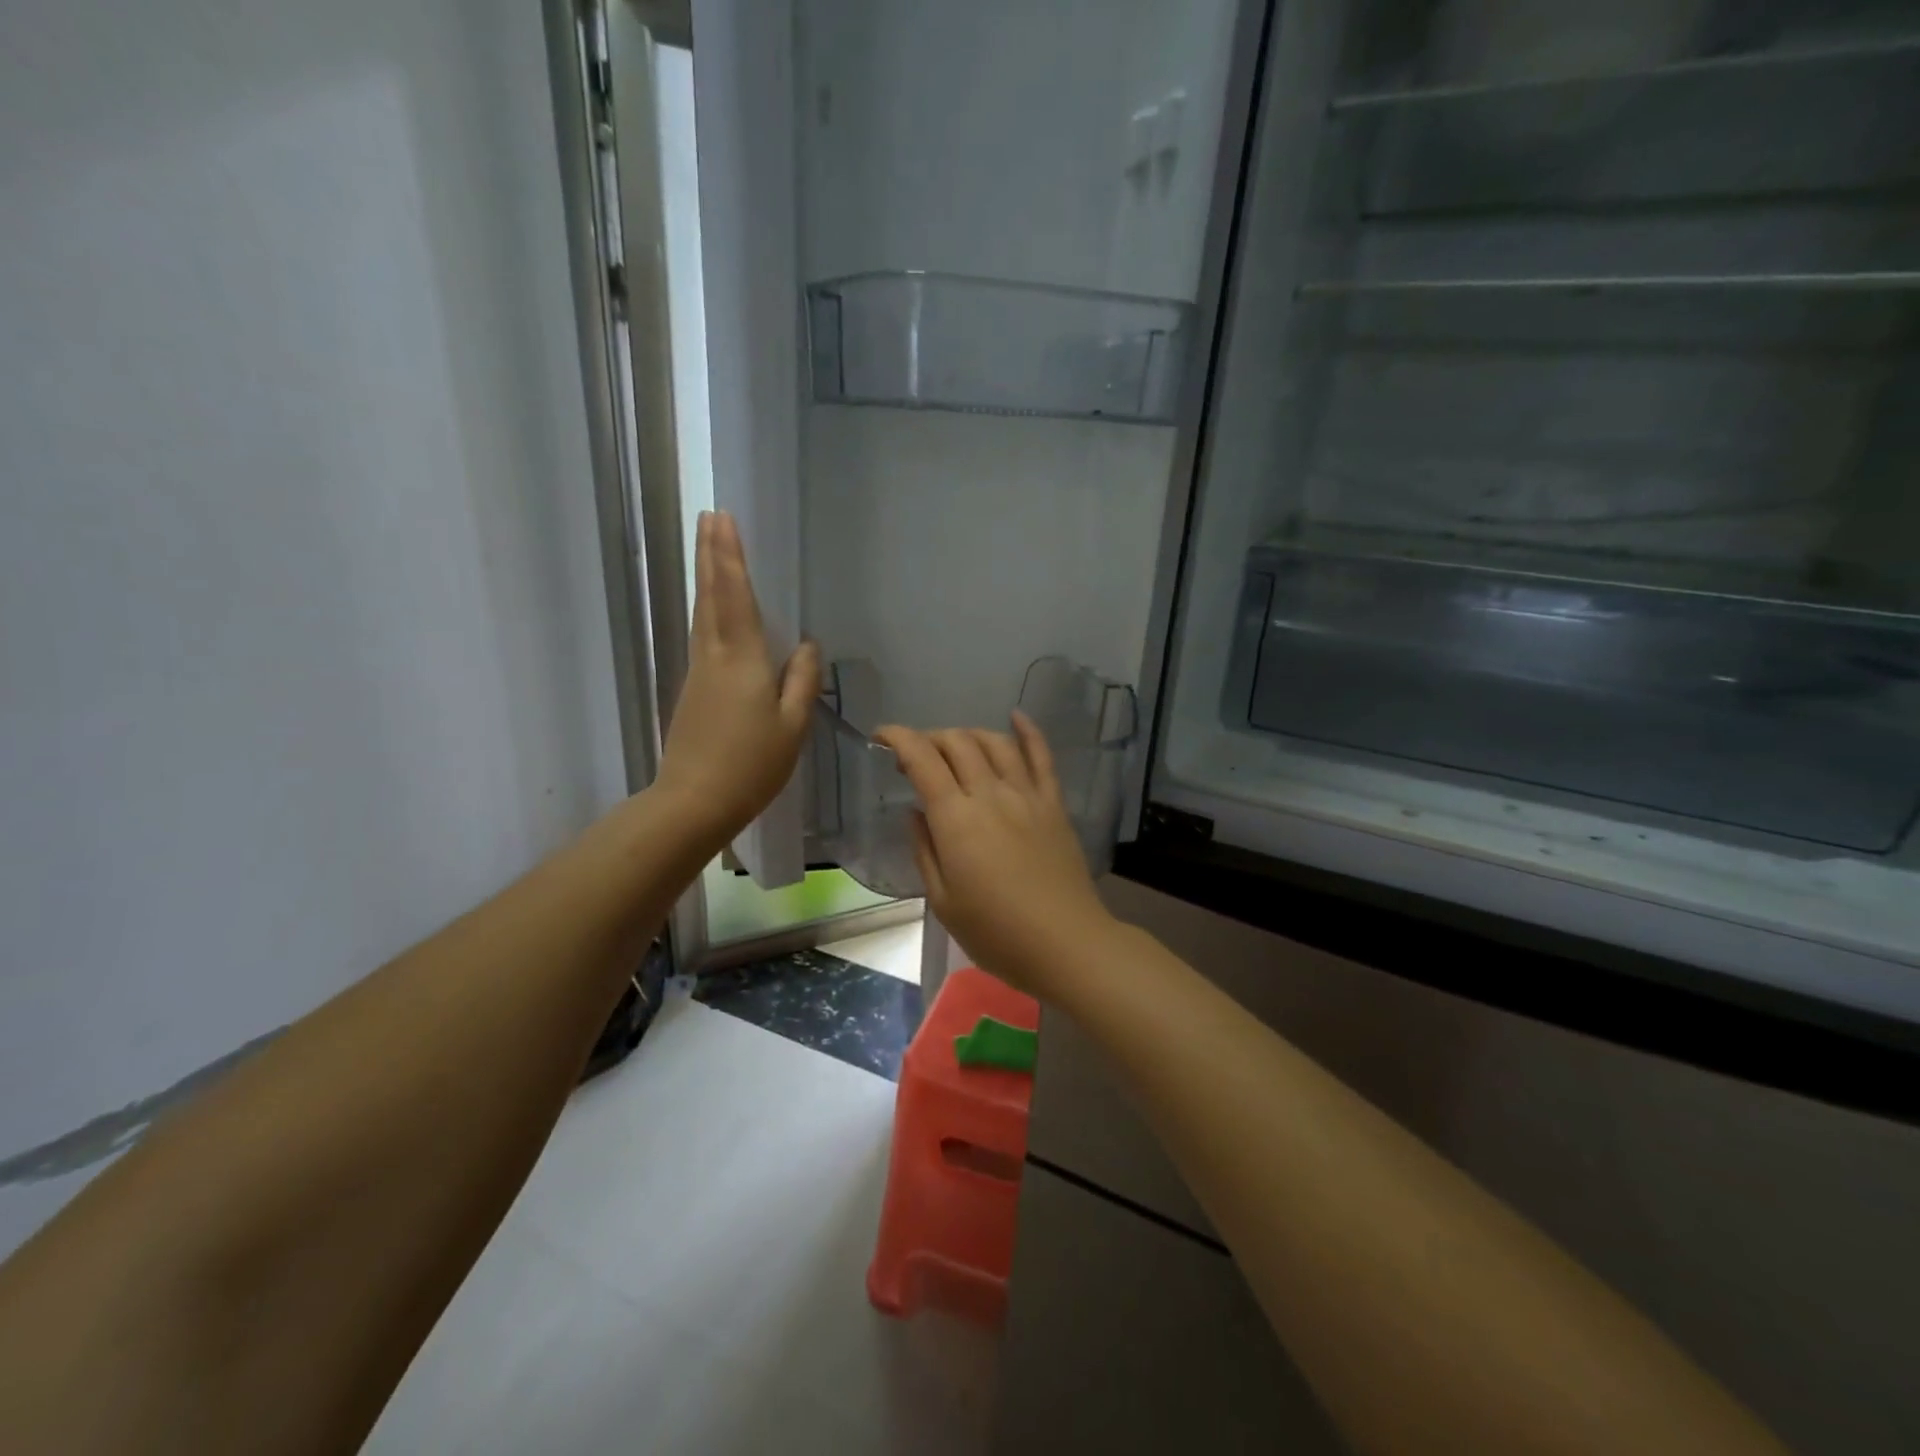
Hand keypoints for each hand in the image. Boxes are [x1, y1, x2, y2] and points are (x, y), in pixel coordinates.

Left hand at [654, 511, 819, 851]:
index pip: (736, 597)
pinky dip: (709, 609)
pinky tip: (716, 609)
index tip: (723, 519)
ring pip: (702, 614)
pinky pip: (704, 635)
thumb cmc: (751, 766)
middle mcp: (714, 657)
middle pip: (711, 597)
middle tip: (709, 517)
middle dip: (711, 555)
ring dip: (707, 578)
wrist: (693, 802)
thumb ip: (802, 681)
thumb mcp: (792, 727)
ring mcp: (699, 673)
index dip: (731, 558)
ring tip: (711, 549)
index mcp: (742, 661)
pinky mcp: (693, 690)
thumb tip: (807, 645)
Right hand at [875, 714, 1117, 999]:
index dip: (898, 738)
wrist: (1066, 944)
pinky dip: (1028, 731)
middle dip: (930, 738)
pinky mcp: (1053, 803)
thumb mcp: (943, 902)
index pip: (922, 759)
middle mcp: (990, 794)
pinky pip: (1041, 756)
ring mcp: (1026, 795)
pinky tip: (1016, 716)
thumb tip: (916, 812)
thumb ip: (925, 850)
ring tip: (955, 746)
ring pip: (995, 742)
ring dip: (968, 734)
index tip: (881, 737)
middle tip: (917, 757)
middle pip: (957, 742)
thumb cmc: (997, 933)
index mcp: (956, 819)